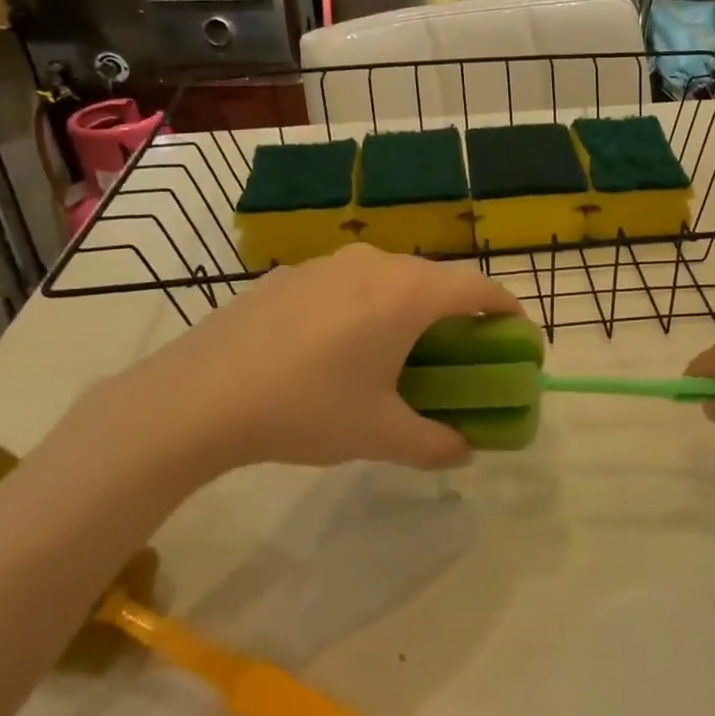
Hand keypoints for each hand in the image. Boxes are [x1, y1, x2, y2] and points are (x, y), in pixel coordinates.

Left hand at [94, 244, 521, 481]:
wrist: (197, 397)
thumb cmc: (306, 409)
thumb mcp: (379, 435)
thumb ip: (435, 444)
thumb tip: (465, 452)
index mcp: (408, 295)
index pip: (479, 287)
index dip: (507, 309)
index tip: (517, 336)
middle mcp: (375, 264)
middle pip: (436, 280)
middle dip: (457, 313)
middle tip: (457, 355)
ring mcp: (328, 263)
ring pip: (390, 278)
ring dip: (408, 308)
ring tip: (395, 352)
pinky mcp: (290, 274)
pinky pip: (348, 283)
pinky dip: (365, 306)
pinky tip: (336, 347)